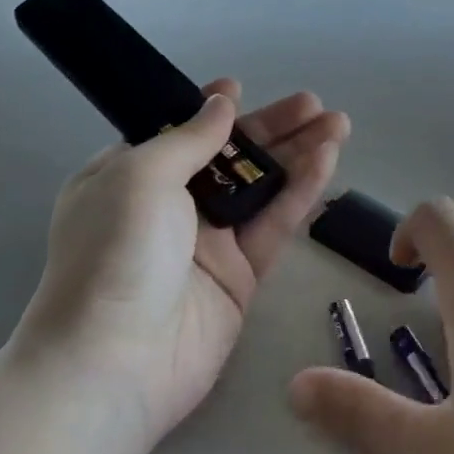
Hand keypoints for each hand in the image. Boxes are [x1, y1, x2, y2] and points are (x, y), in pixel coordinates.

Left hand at [17, 80, 349, 442]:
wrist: (115, 363)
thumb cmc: (115, 253)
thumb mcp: (141, 175)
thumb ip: (189, 138)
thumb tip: (222, 102)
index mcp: (129, 178)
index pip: (176, 134)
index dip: (210, 111)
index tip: (240, 89)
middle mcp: (168, 208)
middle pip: (228, 157)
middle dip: (272, 128)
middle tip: (315, 104)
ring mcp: (207, 244)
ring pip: (261, 188)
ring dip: (298, 153)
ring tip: (338, 123)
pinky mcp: (241, 277)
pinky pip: (274, 224)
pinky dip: (301, 191)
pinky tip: (327, 160)